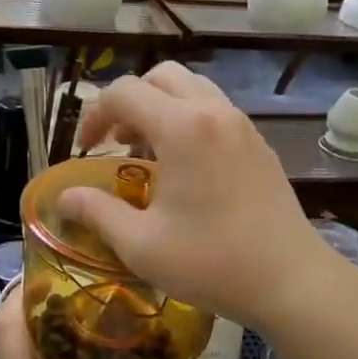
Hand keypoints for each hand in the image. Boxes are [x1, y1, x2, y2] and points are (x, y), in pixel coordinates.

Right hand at [58, 63, 340, 331]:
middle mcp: (213, 112)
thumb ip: (97, 212)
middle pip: (160, 76)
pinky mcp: (258, 144)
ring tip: (146, 149)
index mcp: (182, 127)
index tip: (85, 150)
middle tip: (115, 141)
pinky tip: (183, 166)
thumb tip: (65, 197)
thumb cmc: (212, 261)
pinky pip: (214, 110)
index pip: (124, 92)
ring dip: (160, 106)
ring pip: (191, 88)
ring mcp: (241, 125)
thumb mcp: (141, 244)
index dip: (94, 115)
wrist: (292, 281)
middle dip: (128, 100)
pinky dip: (188, 119)